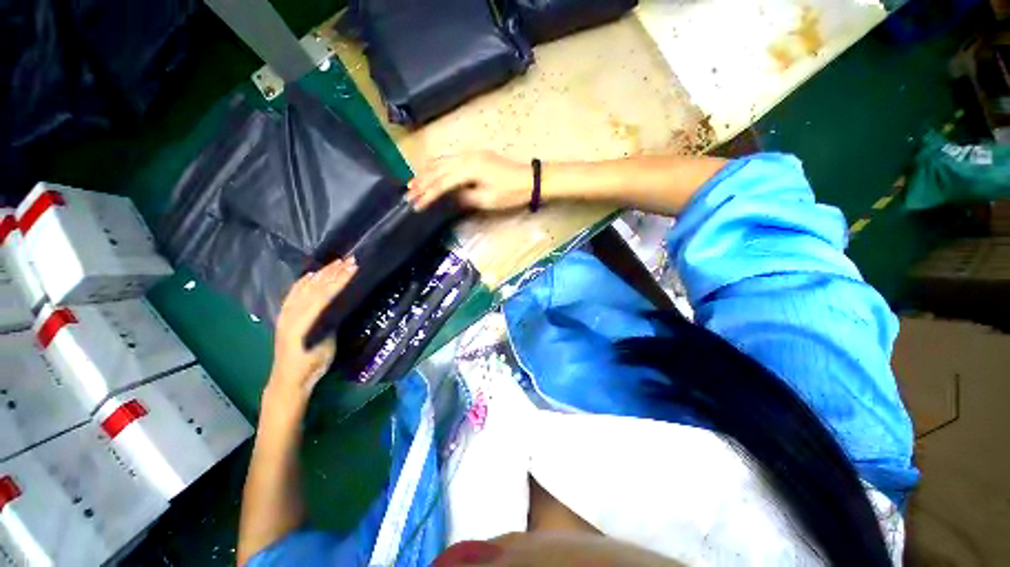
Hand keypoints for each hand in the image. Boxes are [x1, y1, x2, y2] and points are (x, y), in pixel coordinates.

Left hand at [266, 257, 357, 403]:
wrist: (289, 378)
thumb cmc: (312, 363)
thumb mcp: (326, 344)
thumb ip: (329, 321)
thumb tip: (338, 303)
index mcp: (303, 320)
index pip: (324, 294)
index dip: (339, 280)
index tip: (354, 268)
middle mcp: (292, 312)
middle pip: (314, 286)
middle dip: (333, 272)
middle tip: (350, 260)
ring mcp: (287, 312)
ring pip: (304, 287)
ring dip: (321, 273)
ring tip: (336, 262)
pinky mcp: (285, 315)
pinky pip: (294, 292)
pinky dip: (303, 281)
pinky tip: (311, 274)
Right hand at [406, 151, 532, 211]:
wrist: (529, 179)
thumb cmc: (510, 192)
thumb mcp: (487, 200)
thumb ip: (465, 198)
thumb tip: (450, 197)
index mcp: (468, 168)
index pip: (441, 183)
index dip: (427, 195)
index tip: (415, 205)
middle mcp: (466, 156)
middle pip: (437, 169)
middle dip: (422, 182)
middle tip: (408, 194)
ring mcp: (471, 154)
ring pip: (442, 161)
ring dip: (427, 173)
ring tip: (414, 183)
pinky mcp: (476, 156)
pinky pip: (450, 159)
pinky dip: (438, 167)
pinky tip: (432, 172)